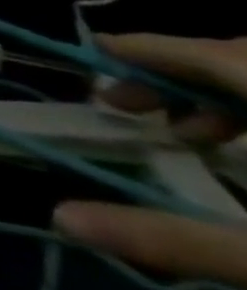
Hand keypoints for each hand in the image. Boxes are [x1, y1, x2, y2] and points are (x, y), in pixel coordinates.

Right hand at [52, 33, 246, 285]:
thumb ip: (177, 239)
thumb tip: (60, 218)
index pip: (208, 54)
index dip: (144, 49)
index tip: (89, 53)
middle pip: (239, 58)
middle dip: (174, 74)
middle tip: (123, 103)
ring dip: (220, 95)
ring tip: (181, 131)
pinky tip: (241, 153)